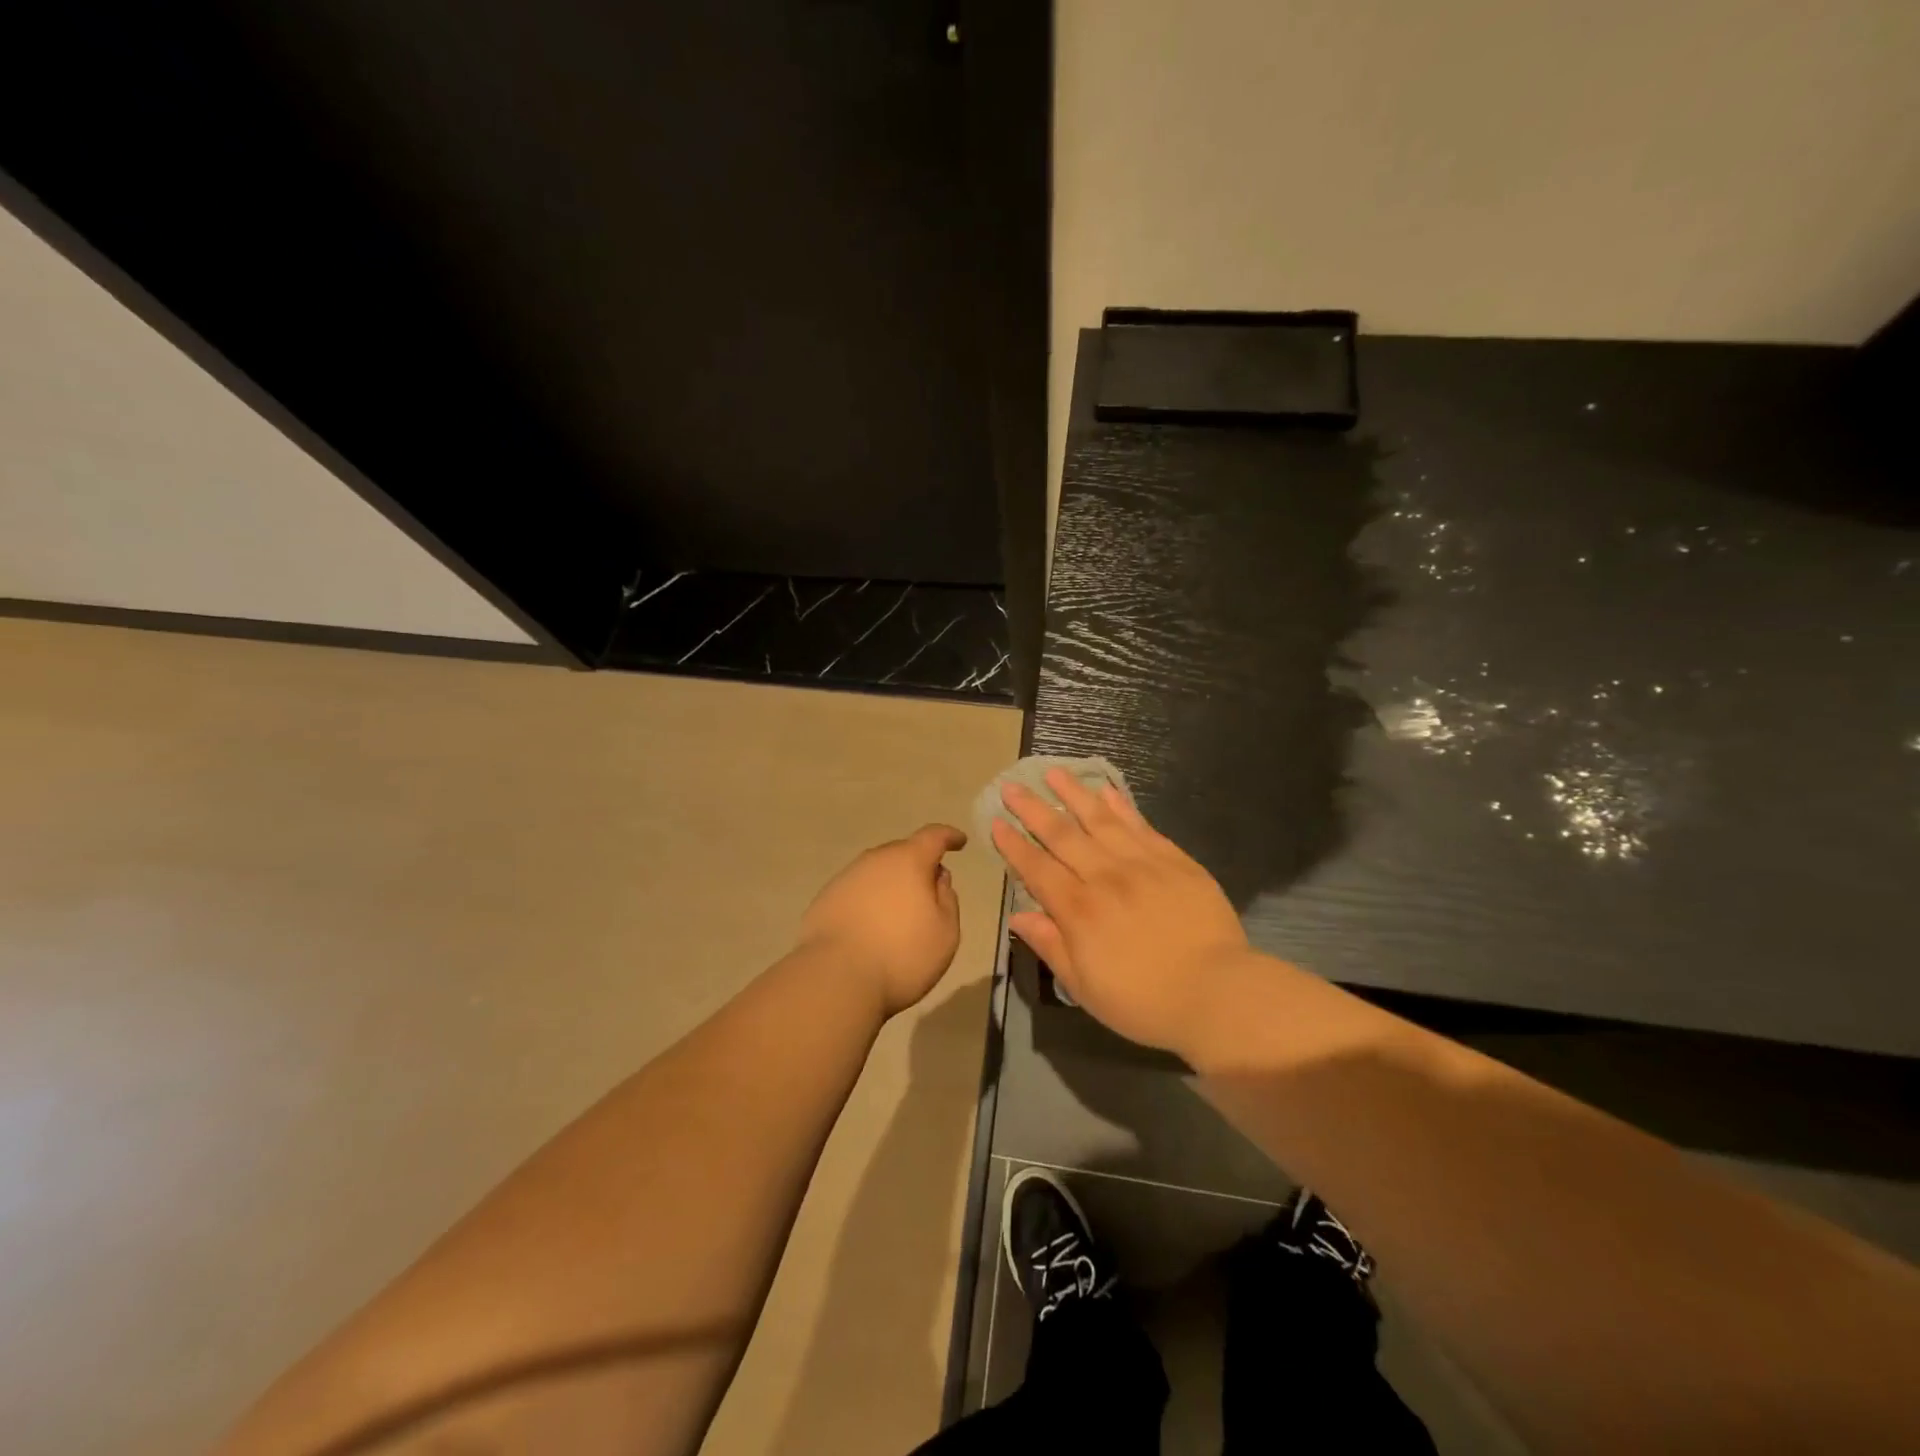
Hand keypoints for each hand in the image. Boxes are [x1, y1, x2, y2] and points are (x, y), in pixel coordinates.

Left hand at [799, 824, 967, 1015]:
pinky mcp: (824, 900)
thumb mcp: (945, 932)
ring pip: (876, 873)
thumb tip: (937, 878)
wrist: (835, 979)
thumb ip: (948, 899)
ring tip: (898, 914)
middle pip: (902, 853)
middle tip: (929, 890)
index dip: (949, 836)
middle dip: (918, 865)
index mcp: (908, 861)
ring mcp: (845, 879)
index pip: (933, 836)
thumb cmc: (902, 955)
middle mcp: (875, 861)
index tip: (959, 842)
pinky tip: (870, 928)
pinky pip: (856, 892)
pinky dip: (868, 902)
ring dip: (891, 885)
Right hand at [992, 770, 1250, 1050]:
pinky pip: (1141, 826)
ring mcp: (1141, 864)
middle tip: (1012, 785)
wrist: (1217, 993)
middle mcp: (1104, 877)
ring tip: (1054, 772)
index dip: (1014, 845)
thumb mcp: (1085, 987)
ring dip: (1073, 794)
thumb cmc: (1144, 1001)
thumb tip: (1018, 916)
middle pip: (1062, 835)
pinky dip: (1121, 806)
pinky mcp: (1174, 860)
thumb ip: (1051, 945)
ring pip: (1100, 820)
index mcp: (1078, 910)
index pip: (1037, 868)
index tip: (996, 822)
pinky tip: (1107, 790)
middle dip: (1033, 809)